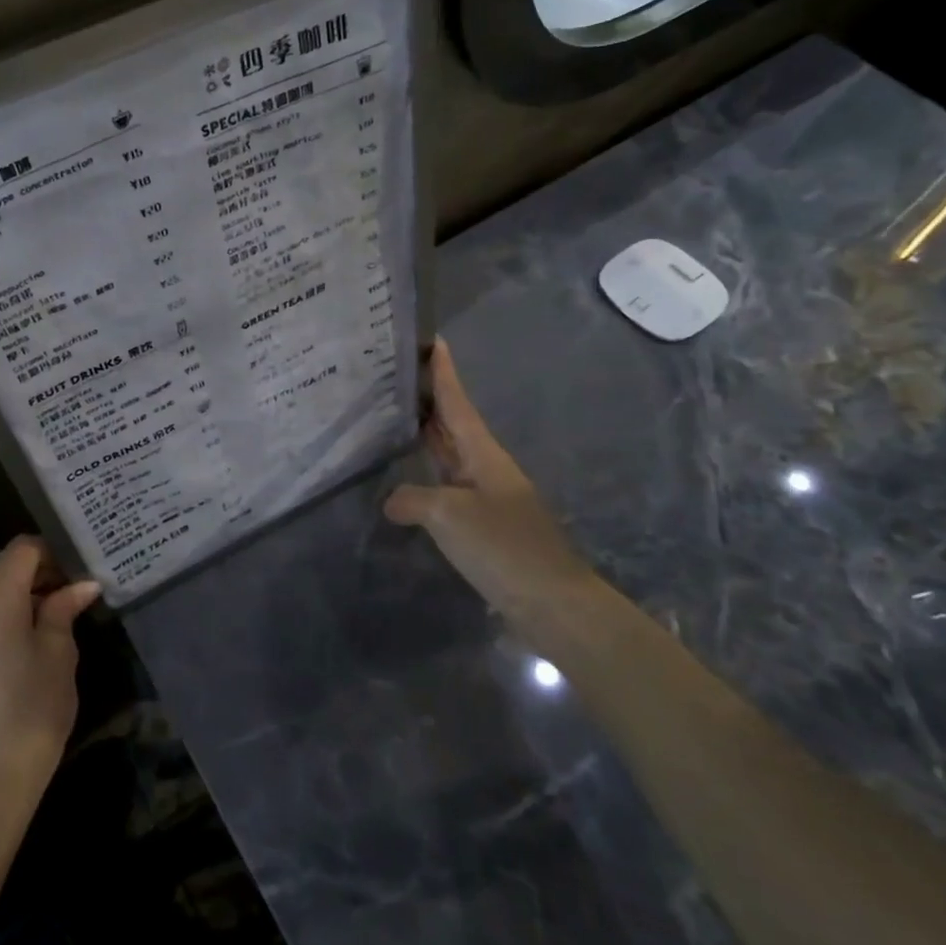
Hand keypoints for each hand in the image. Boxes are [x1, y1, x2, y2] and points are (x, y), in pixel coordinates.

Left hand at [0, 537, 100, 823]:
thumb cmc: (31, 714)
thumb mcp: (59, 655)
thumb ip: (64, 609)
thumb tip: (80, 585)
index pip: (22, 548)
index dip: (52, 553)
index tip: (75, 575)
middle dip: (32, 577)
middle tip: (64, 600)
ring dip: (8, 602)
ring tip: (37, 631)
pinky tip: (6, 661)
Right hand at [385, 338, 595, 624]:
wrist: (553, 604)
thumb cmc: (504, 548)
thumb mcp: (450, 516)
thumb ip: (414, 500)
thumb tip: (392, 501)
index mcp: (484, 454)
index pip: (458, 403)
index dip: (444, 373)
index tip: (433, 340)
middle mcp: (486, 468)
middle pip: (454, 424)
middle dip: (429, 399)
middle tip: (396, 376)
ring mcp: (487, 497)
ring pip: (451, 455)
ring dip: (427, 435)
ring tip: (395, 417)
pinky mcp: (485, 525)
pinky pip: (449, 487)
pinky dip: (427, 475)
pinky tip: (410, 481)